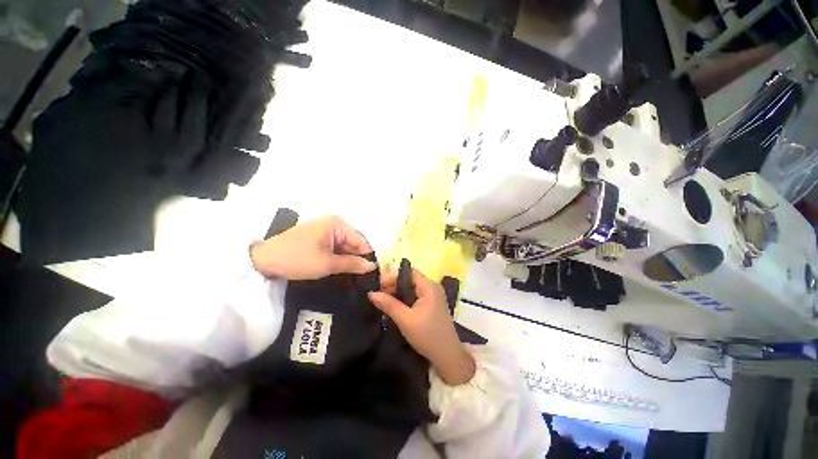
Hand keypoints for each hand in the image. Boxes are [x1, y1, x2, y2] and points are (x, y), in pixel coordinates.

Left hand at [249, 215, 375, 279]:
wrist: (262, 261)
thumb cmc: (297, 259)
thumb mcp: (327, 263)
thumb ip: (352, 264)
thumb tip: (372, 266)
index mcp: (337, 224)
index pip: (361, 240)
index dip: (367, 256)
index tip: (374, 273)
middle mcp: (333, 224)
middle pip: (353, 243)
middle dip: (357, 259)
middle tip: (365, 278)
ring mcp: (325, 230)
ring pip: (344, 247)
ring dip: (348, 260)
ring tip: (356, 277)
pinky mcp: (318, 238)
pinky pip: (334, 248)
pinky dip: (338, 259)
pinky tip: (342, 270)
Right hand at [368, 269, 475, 385]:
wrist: (447, 356)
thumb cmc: (427, 335)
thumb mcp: (405, 319)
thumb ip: (388, 304)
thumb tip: (371, 293)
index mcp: (429, 286)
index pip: (409, 272)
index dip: (393, 276)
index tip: (378, 285)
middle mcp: (432, 287)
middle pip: (410, 279)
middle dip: (394, 285)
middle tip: (378, 295)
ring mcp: (433, 297)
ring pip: (412, 288)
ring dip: (398, 293)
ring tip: (383, 301)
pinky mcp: (432, 305)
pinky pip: (416, 296)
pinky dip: (405, 299)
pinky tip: (394, 307)